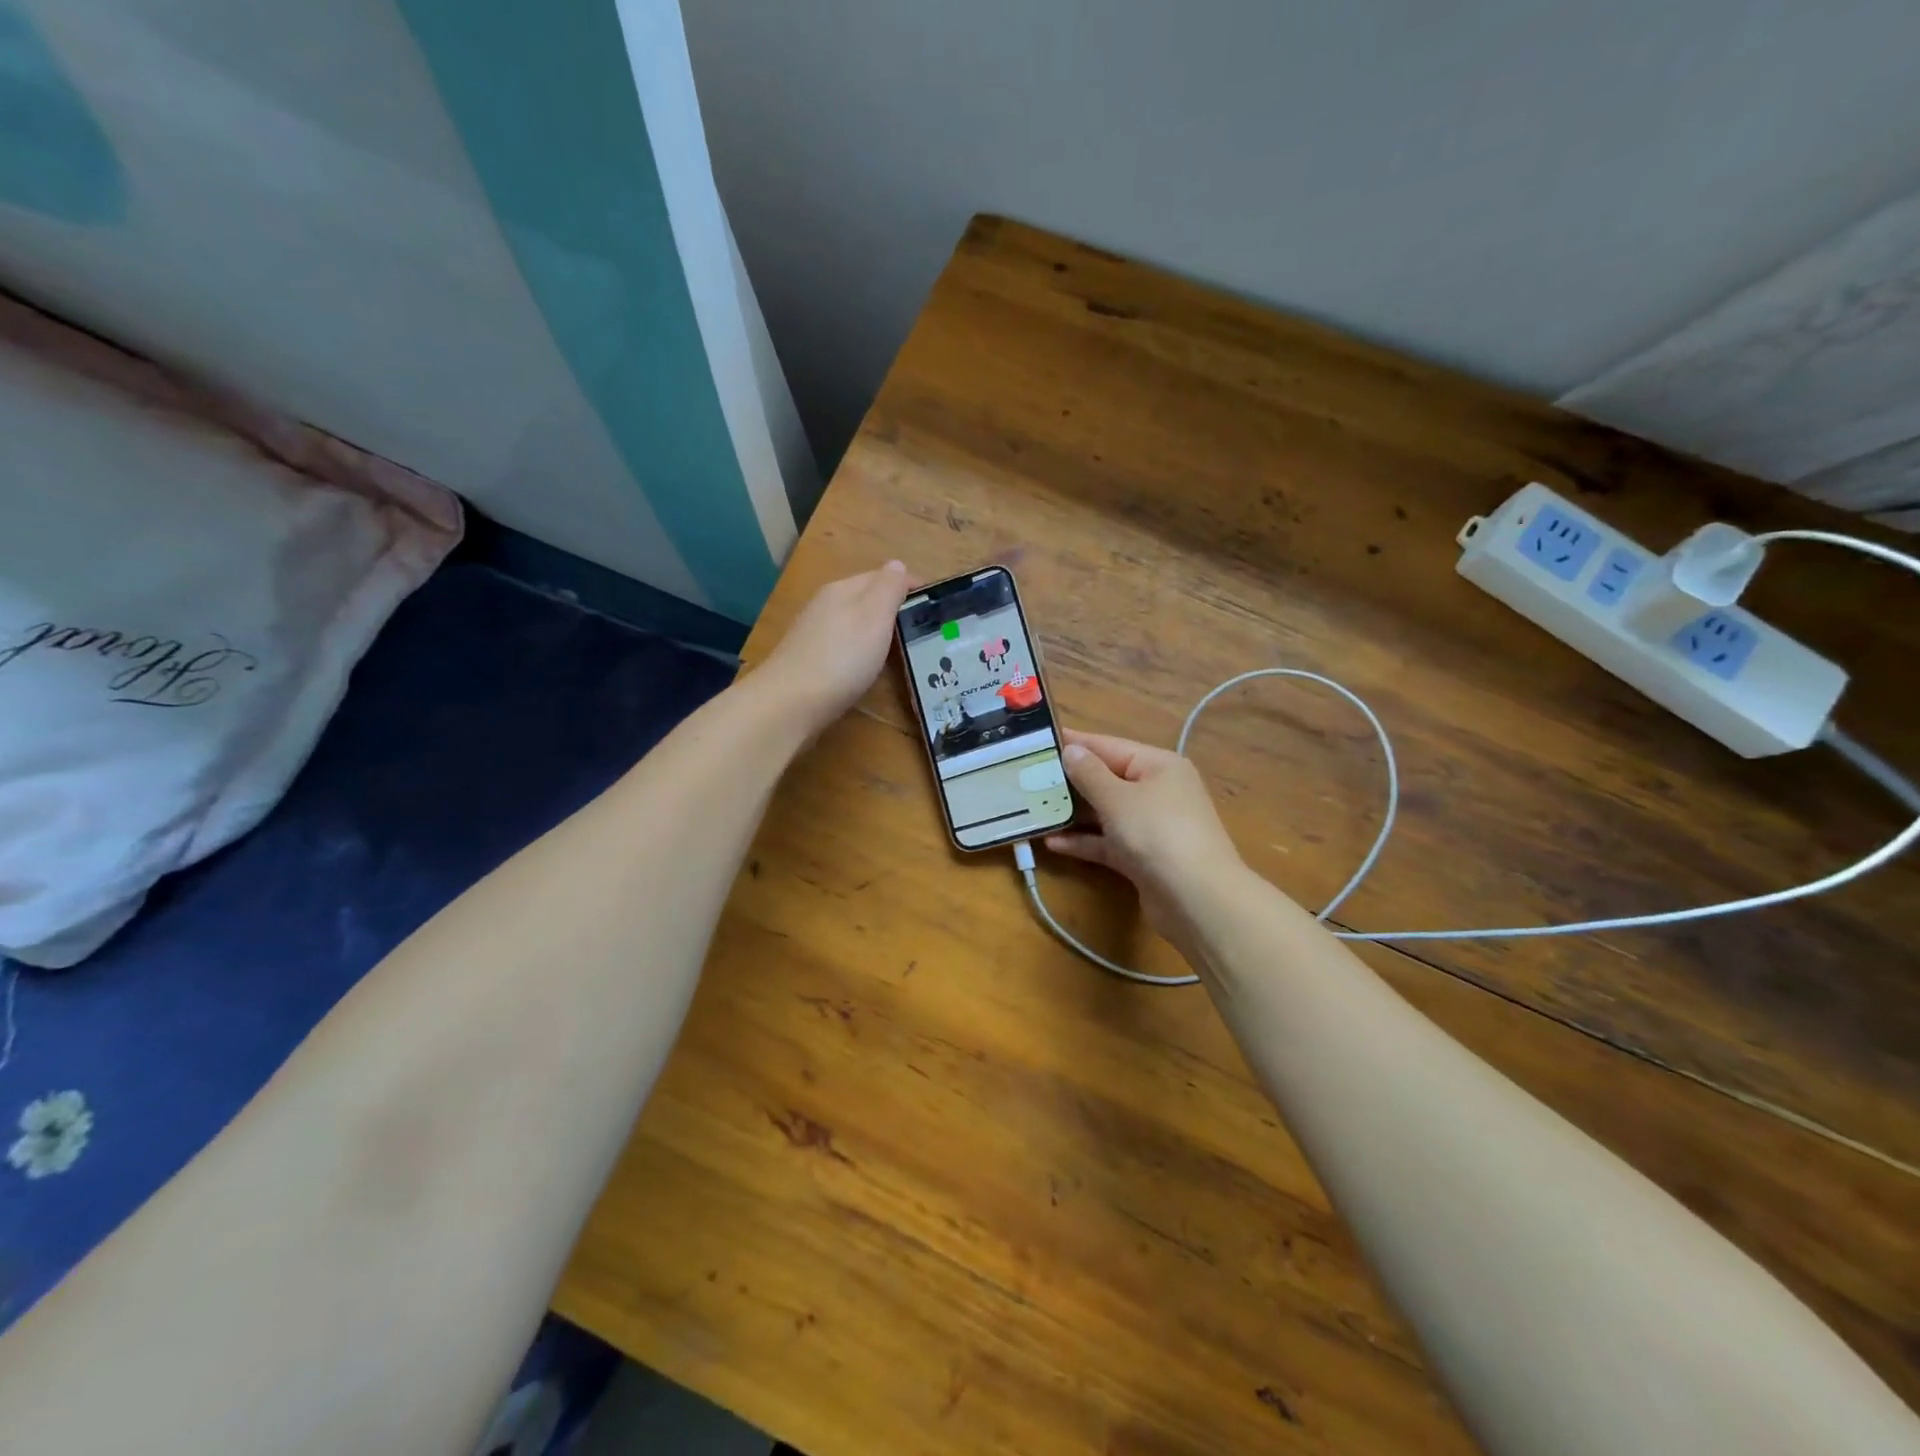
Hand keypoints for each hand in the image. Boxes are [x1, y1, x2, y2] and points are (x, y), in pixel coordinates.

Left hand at [756, 562, 911, 737]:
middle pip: (866, 599)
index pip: (882, 576)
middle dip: (893, 608)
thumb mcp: (874, 616)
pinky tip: (867, 667)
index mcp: (843, 590)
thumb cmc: (841, 657)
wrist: (790, 704)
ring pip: (853, 623)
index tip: (937, 603)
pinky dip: (860, 650)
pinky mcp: (808, 662)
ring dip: (876, 630)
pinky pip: (843, 646)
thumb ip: (888, 588)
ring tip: (901, 648)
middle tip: (924, 628)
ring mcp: (814, 634)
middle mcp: (825, 606)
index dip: (911, 586)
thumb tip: (897, 564)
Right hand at [1046, 729, 1246, 949]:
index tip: (1039, 740)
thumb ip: (1090, 774)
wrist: (1198, 900)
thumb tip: (1072, 750)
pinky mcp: (1143, 858)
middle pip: (1107, 779)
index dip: (1075, 743)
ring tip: (1034, 809)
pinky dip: (1084, 841)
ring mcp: (1151, 826)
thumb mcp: (1118, 798)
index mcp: (1158, 766)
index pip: (1109, 746)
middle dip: (1070, 781)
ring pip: (1105, 813)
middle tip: (1028, 778)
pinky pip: (1108, 842)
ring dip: (1073, 813)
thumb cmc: (1158, 834)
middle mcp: (1157, 791)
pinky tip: (1052, 843)